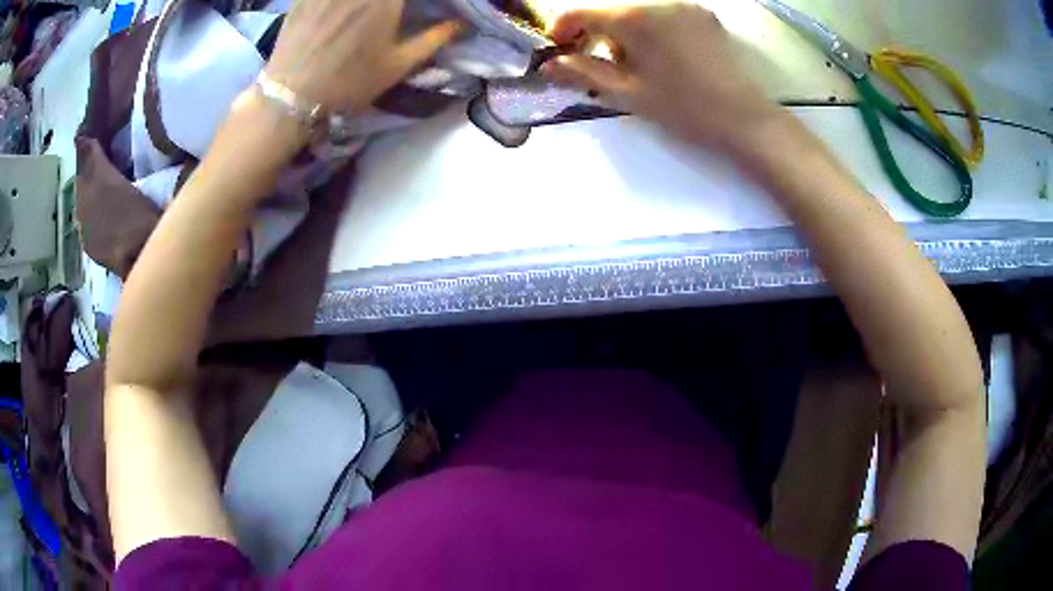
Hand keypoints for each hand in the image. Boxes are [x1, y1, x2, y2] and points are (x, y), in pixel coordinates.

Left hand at [265, 0, 460, 113]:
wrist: (292, 96)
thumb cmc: (350, 82)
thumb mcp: (397, 66)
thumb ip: (433, 39)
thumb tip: (461, 25)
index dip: (412, 0)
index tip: (410, 9)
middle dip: (390, 2)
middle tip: (391, 10)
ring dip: (368, 1)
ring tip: (364, 11)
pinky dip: (336, 1)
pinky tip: (339, 8)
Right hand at [542, 4, 791, 155]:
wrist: (746, 120)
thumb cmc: (685, 110)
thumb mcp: (628, 94)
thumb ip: (583, 73)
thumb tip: (549, 63)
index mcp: (634, 18)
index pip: (581, 12)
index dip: (562, 30)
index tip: (558, 51)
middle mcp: (658, 2)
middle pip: (612, 12)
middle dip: (598, 36)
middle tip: (601, 69)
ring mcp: (685, 6)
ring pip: (639, 14)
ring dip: (626, 35)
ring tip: (639, 69)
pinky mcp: (704, 16)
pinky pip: (664, 16)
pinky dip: (652, 32)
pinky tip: (664, 59)